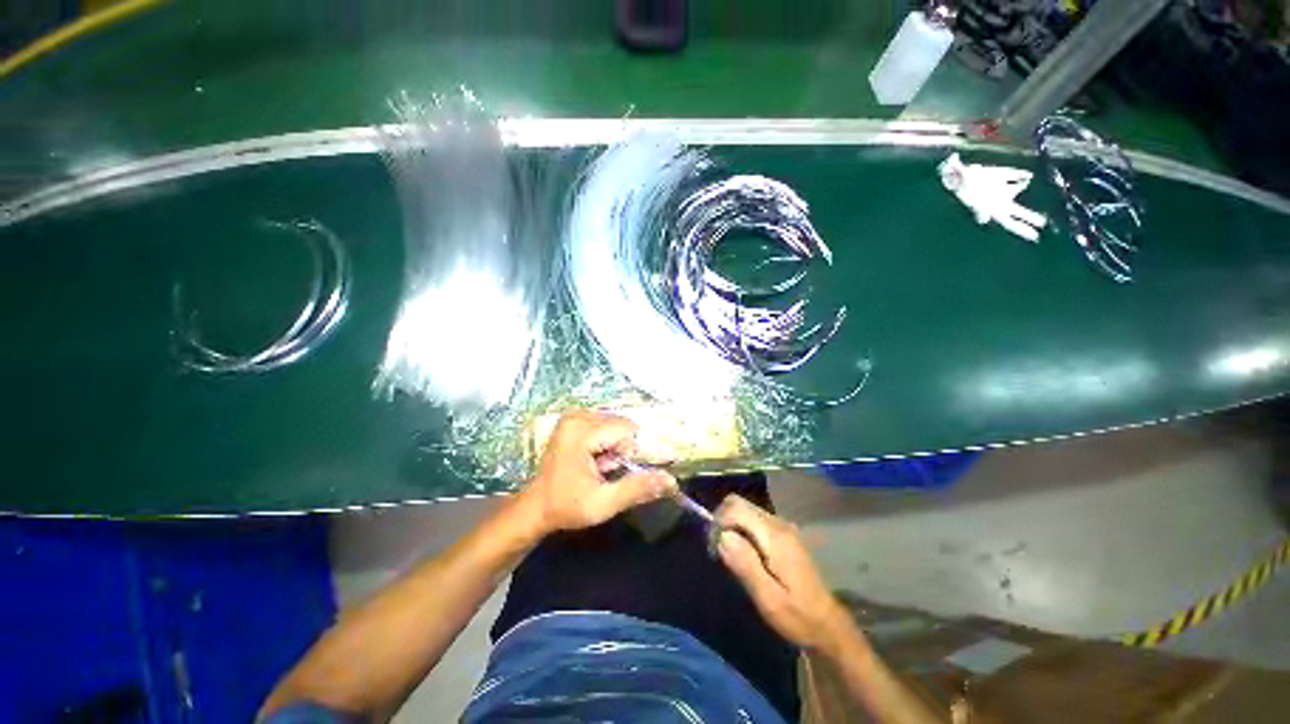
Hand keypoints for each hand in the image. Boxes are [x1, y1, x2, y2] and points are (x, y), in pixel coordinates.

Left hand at [520, 410, 677, 536]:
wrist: (536, 508)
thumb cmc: (566, 506)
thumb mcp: (602, 504)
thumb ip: (636, 489)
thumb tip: (670, 480)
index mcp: (580, 430)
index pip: (626, 430)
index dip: (627, 453)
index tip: (612, 471)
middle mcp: (577, 415)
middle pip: (621, 425)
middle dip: (620, 449)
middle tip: (603, 470)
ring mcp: (574, 416)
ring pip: (616, 425)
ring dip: (614, 447)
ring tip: (596, 467)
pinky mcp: (574, 420)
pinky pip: (605, 425)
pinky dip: (606, 443)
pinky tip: (592, 459)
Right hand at [715, 495, 850, 651]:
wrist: (827, 625)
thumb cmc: (797, 616)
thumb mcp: (768, 599)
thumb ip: (745, 564)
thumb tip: (722, 536)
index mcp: (774, 536)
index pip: (736, 508)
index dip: (719, 522)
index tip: (714, 548)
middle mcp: (778, 524)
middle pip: (739, 503)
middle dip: (722, 521)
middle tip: (717, 550)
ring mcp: (782, 527)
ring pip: (745, 509)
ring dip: (730, 525)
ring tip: (729, 555)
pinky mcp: (782, 534)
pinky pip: (753, 519)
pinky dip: (740, 529)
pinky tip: (743, 554)